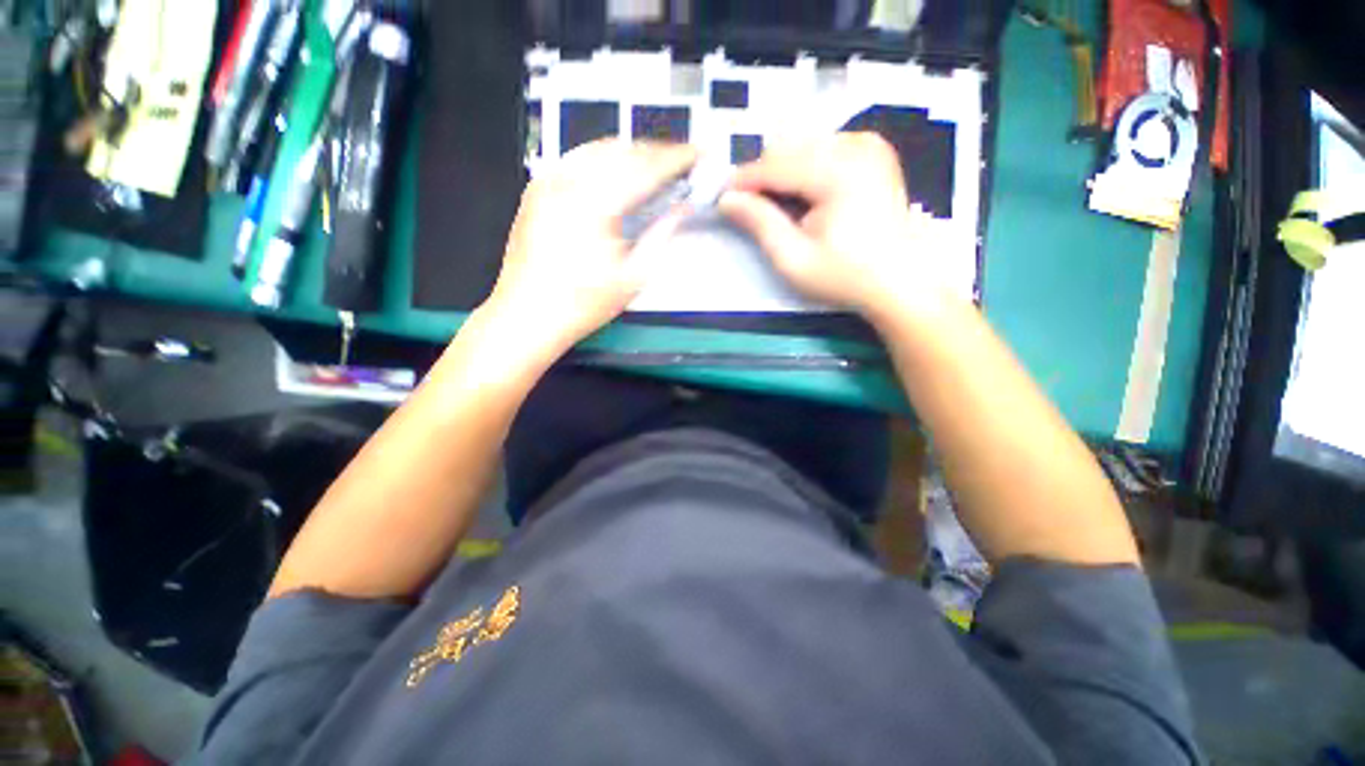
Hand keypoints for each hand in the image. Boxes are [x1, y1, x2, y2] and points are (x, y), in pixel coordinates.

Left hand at [477, 140, 696, 367]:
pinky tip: (615, 174)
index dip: (677, 158)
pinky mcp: (537, 190)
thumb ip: (660, 236)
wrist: (528, 314)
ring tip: (652, 166)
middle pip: (623, 149)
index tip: (698, 153)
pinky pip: (576, 160)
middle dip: (656, 152)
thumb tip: (680, 209)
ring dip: (631, 153)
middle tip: (680, 162)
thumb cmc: (583, 304)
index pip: (646, 168)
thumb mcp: (633, 277)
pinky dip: (603, 160)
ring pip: (598, 149)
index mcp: (596, 204)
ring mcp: (548, 182)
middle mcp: (569, 182)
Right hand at [719, 133, 948, 325]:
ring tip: (776, 206)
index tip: (720, 196)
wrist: (899, 281)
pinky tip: (804, 197)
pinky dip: (806, 169)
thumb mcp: (793, 258)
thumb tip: (727, 199)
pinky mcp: (874, 151)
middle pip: (789, 148)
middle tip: (748, 207)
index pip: (775, 165)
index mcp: (838, 171)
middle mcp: (856, 145)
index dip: (743, 180)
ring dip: (783, 172)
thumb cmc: (844, 276)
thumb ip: (759, 223)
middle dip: (763, 176)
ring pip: (805, 145)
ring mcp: (869, 144)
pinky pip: (825, 148)